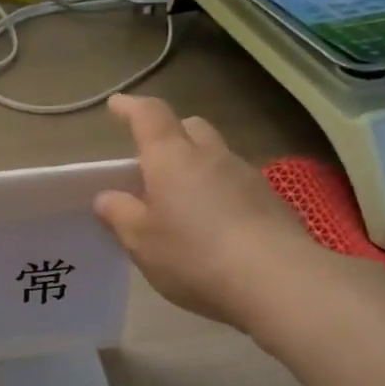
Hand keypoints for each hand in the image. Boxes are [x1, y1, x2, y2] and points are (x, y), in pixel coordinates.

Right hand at [94, 94, 335, 332]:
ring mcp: (246, 176)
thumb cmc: (193, 255)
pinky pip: (235, 184)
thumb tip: (107, 197)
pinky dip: (218, 193)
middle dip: (169, 134)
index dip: (131, 107)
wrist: (277, 281)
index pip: (149, 116)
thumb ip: (120, 214)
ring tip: (181, 201)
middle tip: (151, 158)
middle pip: (190, 127)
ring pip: (215, 156)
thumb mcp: (141, 241)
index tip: (116, 104)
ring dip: (196, 167)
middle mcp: (210, 156)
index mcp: (171, 158)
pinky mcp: (271, 202)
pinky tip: (213, 225)